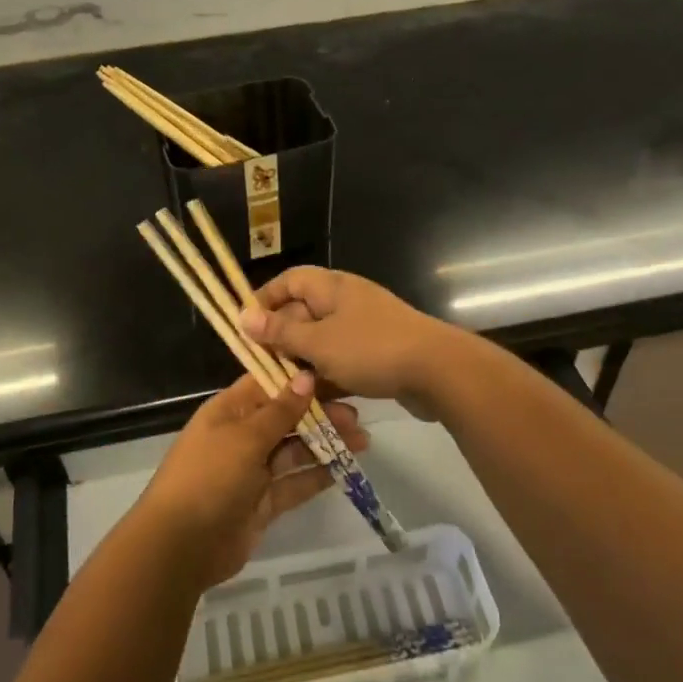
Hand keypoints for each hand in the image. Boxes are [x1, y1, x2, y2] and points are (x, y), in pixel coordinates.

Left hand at [134, 372, 367, 588]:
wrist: (180, 546)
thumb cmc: (209, 477)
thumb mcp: (245, 438)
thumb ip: (280, 410)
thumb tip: (305, 376)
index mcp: (229, 411)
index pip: (268, 384)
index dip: (300, 379)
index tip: (337, 372)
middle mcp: (241, 436)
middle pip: (286, 417)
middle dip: (320, 414)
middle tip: (358, 415)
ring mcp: (252, 471)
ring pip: (295, 450)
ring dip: (325, 444)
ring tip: (363, 440)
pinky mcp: (263, 503)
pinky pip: (295, 483)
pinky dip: (318, 476)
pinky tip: (346, 468)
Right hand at [239, 267, 457, 414]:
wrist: (438, 372)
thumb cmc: (371, 349)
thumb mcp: (318, 342)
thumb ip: (281, 331)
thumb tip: (244, 316)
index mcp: (331, 287)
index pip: (289, 280)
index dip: (265, 299)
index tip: (246, 327)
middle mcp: (347, 301)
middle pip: (303, 312)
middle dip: (282, 338)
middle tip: (262, 366)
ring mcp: (365, 328)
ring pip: (322, 341)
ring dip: (304, 363)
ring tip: (284, 389)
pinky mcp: (378, 354)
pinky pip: (343, 360)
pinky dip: (329, 376)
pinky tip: (317, 400)